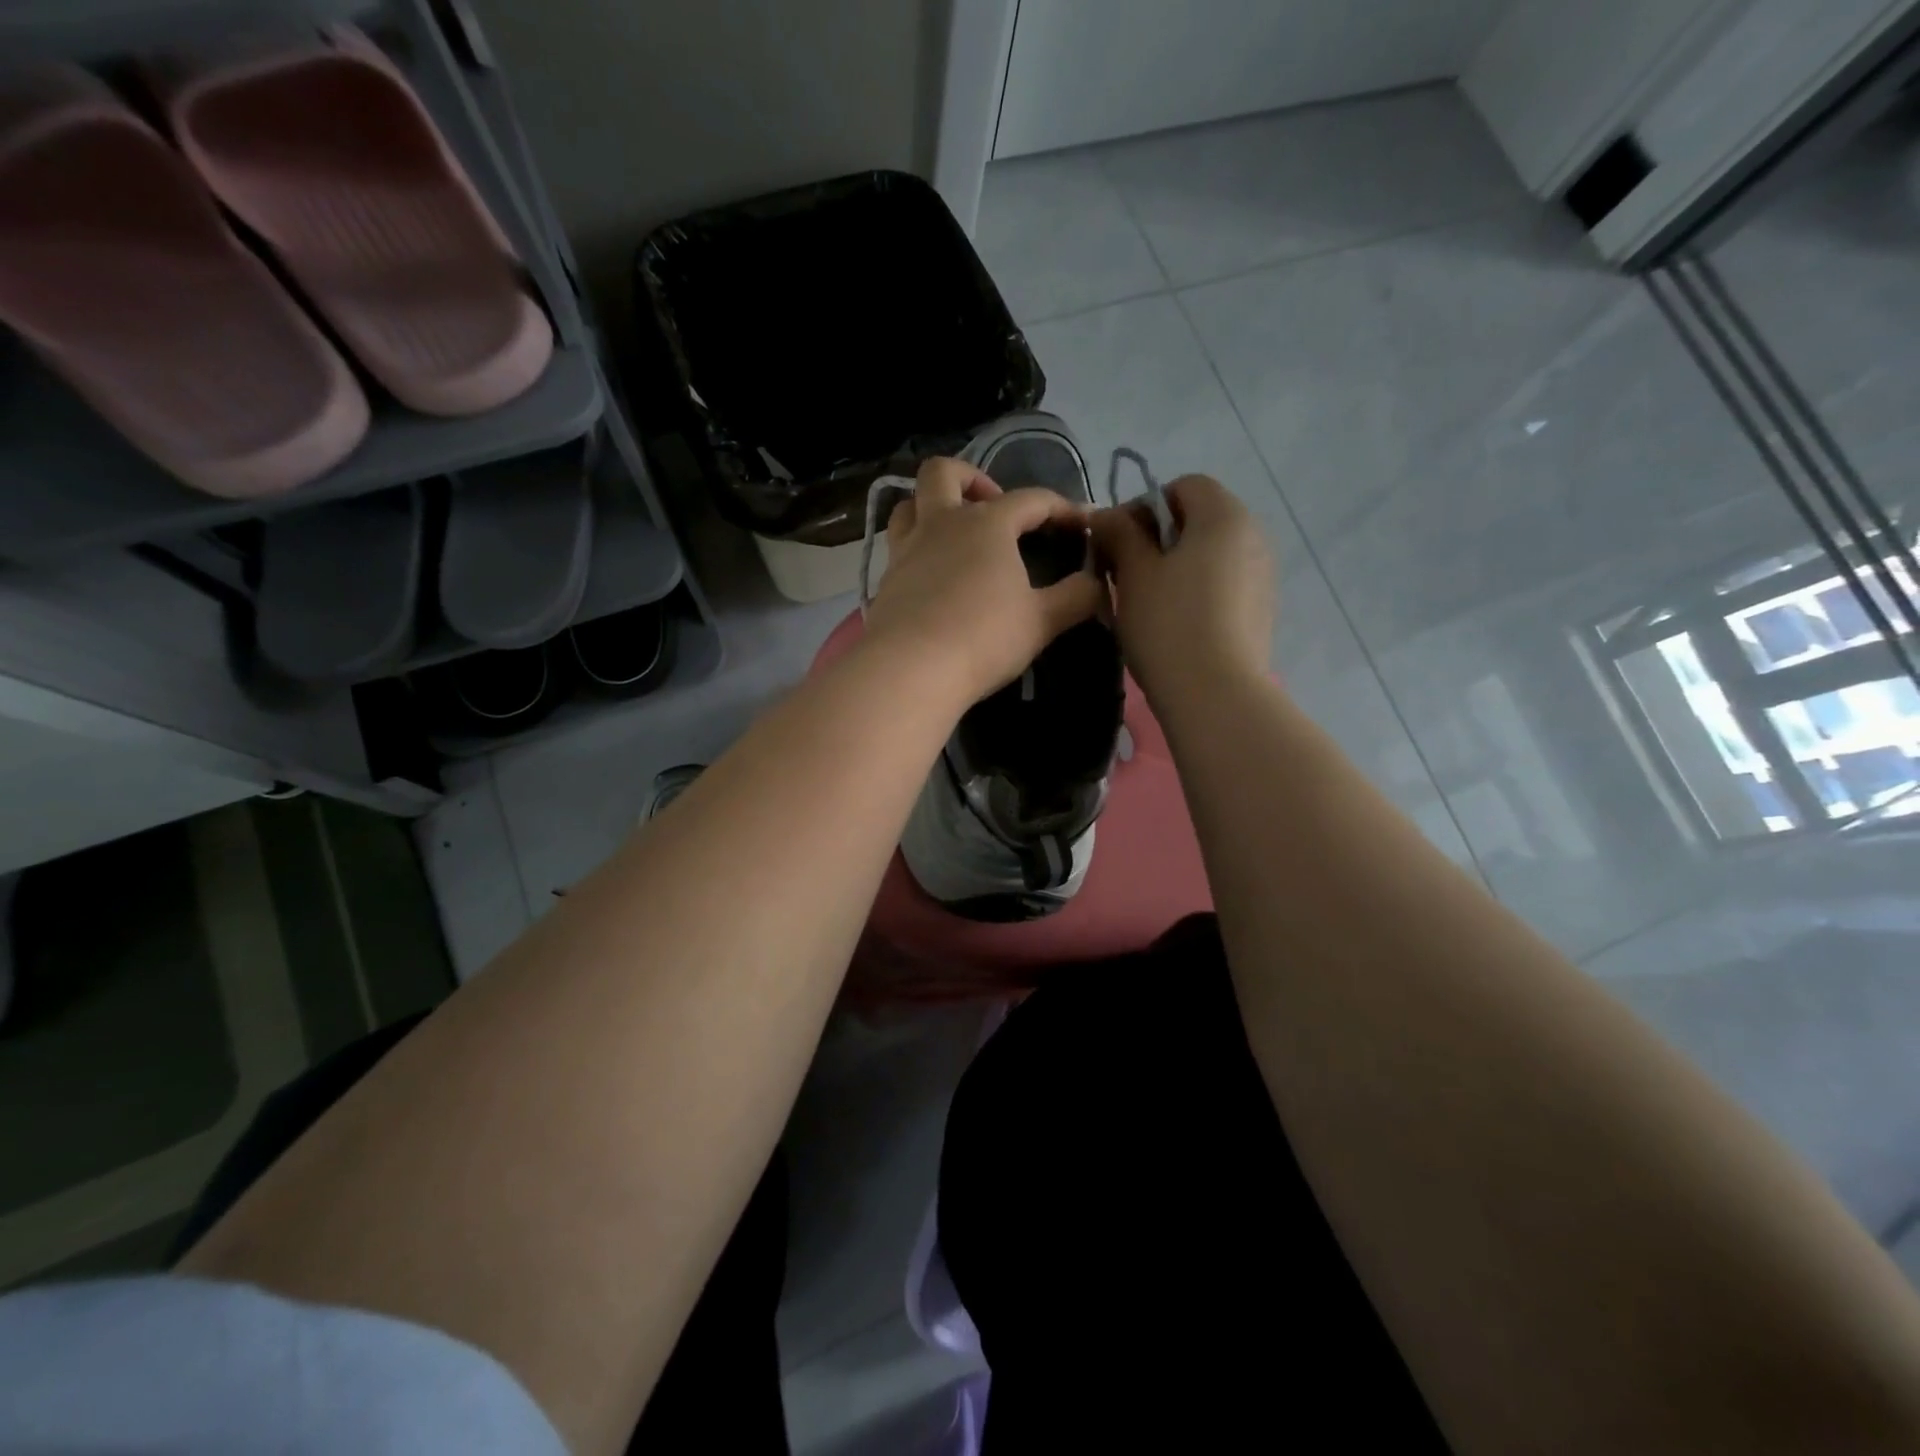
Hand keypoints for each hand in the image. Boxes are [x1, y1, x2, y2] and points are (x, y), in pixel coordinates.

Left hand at [864, 457, 1105, 706]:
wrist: (910, 669)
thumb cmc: (983, 638)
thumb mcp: (1042, 621)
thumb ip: (1076, 598)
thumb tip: (1097, 583)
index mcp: (987, 524)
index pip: (1031, 499)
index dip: (1061, 508)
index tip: (1082, 524)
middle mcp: (941, 524)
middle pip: (944, 473)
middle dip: (972, 478)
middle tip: (992, 507)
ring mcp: (906, 550)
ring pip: (908, 504)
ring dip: (930, 506)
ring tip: (953, 534)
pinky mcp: (885, 580)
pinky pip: (897, 548)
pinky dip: (916, 550)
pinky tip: (932, 578)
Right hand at [1089, 475, 1274, 704]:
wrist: (1215, 694)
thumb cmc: (1168, 624)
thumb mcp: (1134, 573)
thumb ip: (1119, 534)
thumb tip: (1104, 515)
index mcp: (1224, 516)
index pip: (1183, 486)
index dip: (1143, 506)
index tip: (1115, 542)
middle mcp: (1253, 536)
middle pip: (1199, 520)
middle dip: (1157, 539)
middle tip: (1124, 573)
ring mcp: (1262, 575)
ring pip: (1210, 555)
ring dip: (1175, 567)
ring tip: (1145, 602)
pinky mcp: (1261, 610)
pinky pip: (1223, 584)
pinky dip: (1196, 591)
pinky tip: (1175, 624)